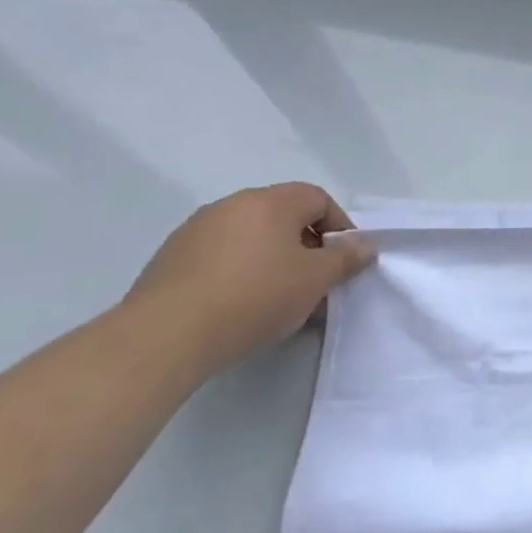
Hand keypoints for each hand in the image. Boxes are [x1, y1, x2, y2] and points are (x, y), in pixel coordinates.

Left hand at [122, 183, 375, 373]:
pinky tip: (242, 307)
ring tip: (281, 300)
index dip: (339, 226)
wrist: (167, 334)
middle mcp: (232, 205)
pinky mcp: (172, 259)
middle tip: (316, 283)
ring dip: (274, 261)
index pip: (317, 198)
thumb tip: (364, 246)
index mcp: (269, 202)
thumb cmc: (255, 296)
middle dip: (307, 247)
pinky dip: (241, 273)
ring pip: (252, 238)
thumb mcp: (316, 280)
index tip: (344, 261)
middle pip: (283, 216)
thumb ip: (346, 259)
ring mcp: (196, 230)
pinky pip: (223, 257)